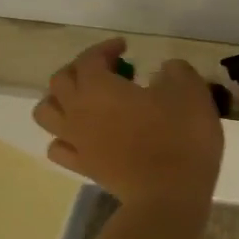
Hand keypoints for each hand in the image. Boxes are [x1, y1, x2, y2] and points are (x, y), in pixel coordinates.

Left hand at [31, 39, 223, 205]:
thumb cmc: (180, 135)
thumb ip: (175, 70)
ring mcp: (77, 141)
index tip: (126, 46)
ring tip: (87, 100)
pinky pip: (60, 146)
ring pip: (47, 112)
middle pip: (60, 81)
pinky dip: (67, 135)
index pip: (90, 58)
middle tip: (109, 70)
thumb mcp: (190, 90)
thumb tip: (164, 70)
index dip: (106, 48)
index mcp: (99, 87)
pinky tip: (87, 135)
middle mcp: (78, 110)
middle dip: (81, 69)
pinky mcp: (84, 166)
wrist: (169, 192)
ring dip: (62, 99)